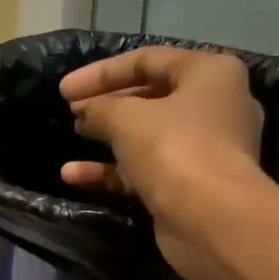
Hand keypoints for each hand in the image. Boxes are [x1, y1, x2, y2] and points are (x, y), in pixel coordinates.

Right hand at [58, 46, 265, 279]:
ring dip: (107, 137)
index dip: (101, 72)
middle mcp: (214, 106)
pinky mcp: (190, 186)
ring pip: (147, 136)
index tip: (64, 89)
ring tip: (74, 136)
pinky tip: (74, 176)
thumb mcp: (126, 117)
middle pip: (150, 97)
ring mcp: (204, 150)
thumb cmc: (174, 149)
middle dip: (107, 104)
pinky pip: (146, 169)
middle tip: (72, 111)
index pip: (147, 60)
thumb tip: (86, 113)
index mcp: (210, 73)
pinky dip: (113, 170)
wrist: (212, 219)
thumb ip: (99, 107)